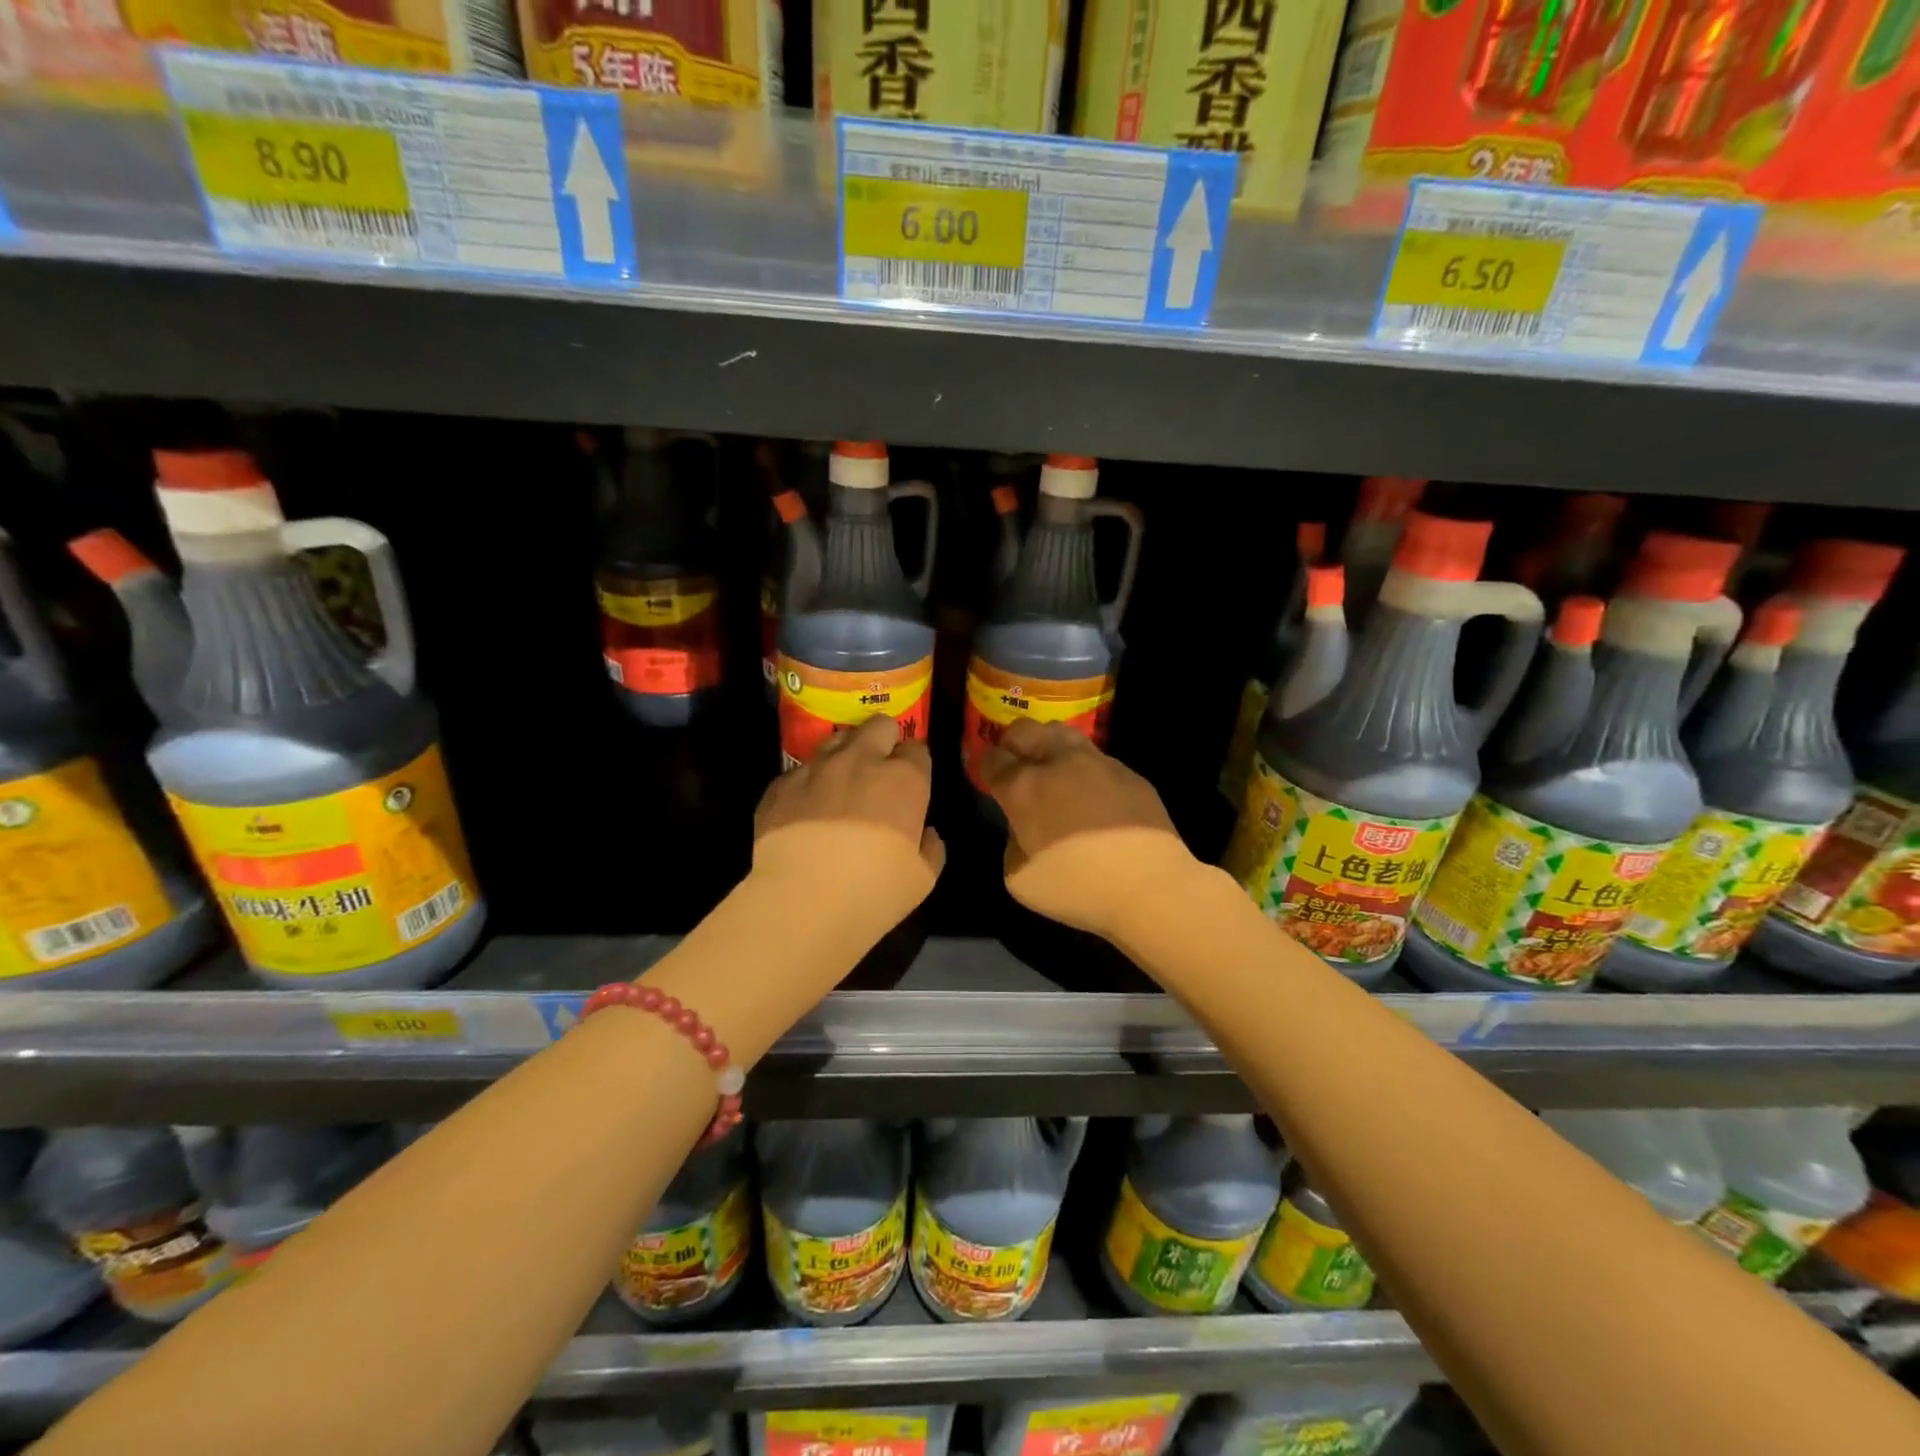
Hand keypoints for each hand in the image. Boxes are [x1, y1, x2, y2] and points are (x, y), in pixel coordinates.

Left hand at [754, 716, 945, 897]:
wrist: (802, 900)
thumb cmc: (874, 890)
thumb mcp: (923, 879)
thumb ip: (931, 849)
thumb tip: (927, 835)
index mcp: (904, 779)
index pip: (917, 749)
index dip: (915, 763)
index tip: (912, 780)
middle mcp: (861, 761)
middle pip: (878, 726)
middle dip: (884, 738)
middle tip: (881, 766)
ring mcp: (816, 769)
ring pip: (836, 739)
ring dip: (845, 753)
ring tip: (842, 780)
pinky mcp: (780, 785)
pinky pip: (799, 772)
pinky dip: (808, 783)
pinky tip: (806, 808)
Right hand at [976, 719, 1197, 938]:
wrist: (1150, 887)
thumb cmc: (1076, 887)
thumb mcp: (1019, 878)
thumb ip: (1014, 843)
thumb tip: (1026, 828)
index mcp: (1024, 787)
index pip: (992, 759)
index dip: (985, 766)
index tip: (988, 777)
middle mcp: (1059, 762)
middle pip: (1025, 730)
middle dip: (1013, 743)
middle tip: (1015, 765)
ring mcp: (1098, 763)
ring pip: (1063, 733)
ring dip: (1050, 746)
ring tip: (1053, 772)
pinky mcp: (1130, 774)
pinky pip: (1098, 761)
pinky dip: (1086, 772)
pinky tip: (1094, 799)